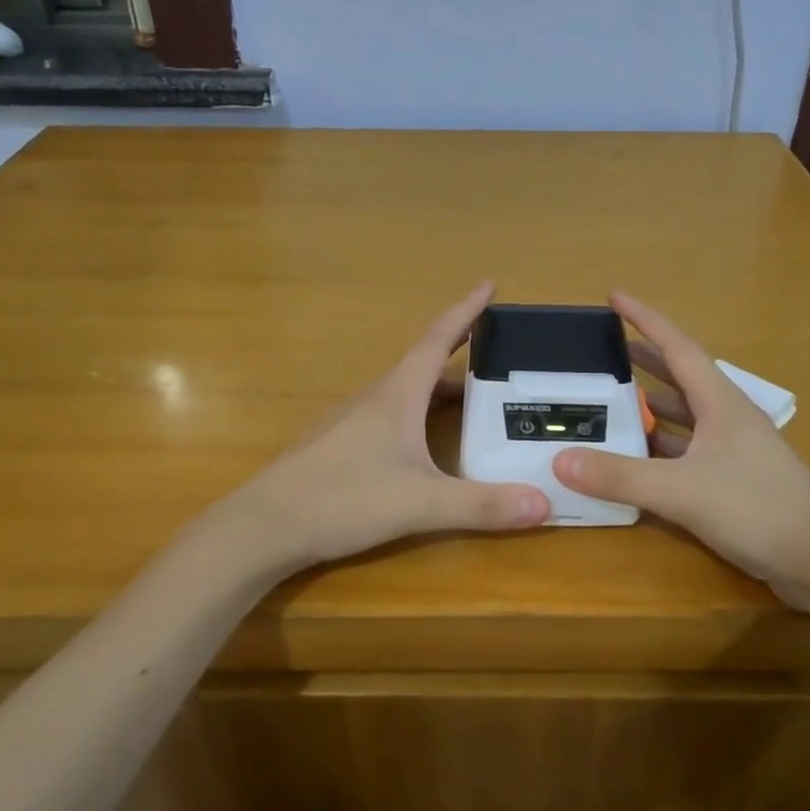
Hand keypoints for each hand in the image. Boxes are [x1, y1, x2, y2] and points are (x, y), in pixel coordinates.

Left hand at [219, 282, 550, 572]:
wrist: (264, 525)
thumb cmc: (343, 499)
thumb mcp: (420, 504)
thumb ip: (482, 505)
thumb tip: (545, 504)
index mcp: (396, 396)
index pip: (437, 340)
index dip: (465, 311)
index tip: (489, 285)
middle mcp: (374, 399)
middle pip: (424, 366)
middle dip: (461, 356)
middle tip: (497, 359)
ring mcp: (351, 421)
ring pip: (405, 393)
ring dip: (438, 389)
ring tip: (471, 404)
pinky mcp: (338, 445)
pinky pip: (389, 416)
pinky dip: (417, 415)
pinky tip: (422, 444)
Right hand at [551, 292, 809, 605]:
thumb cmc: (759, 509)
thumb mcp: (682, 491)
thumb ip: (620, 477)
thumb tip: (559, 461)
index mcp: (720, 402)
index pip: (677, 346)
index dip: (645, 319)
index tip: (613, 297)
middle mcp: (727, 417)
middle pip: (679, 376)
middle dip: (643, 359)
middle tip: (603, 350)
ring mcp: (733, 449)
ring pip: (683, 415)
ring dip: (650, 404)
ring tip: (610, 398)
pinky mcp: (733, 479)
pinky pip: (686, 449)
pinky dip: (659, 446)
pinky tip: (635, 455)